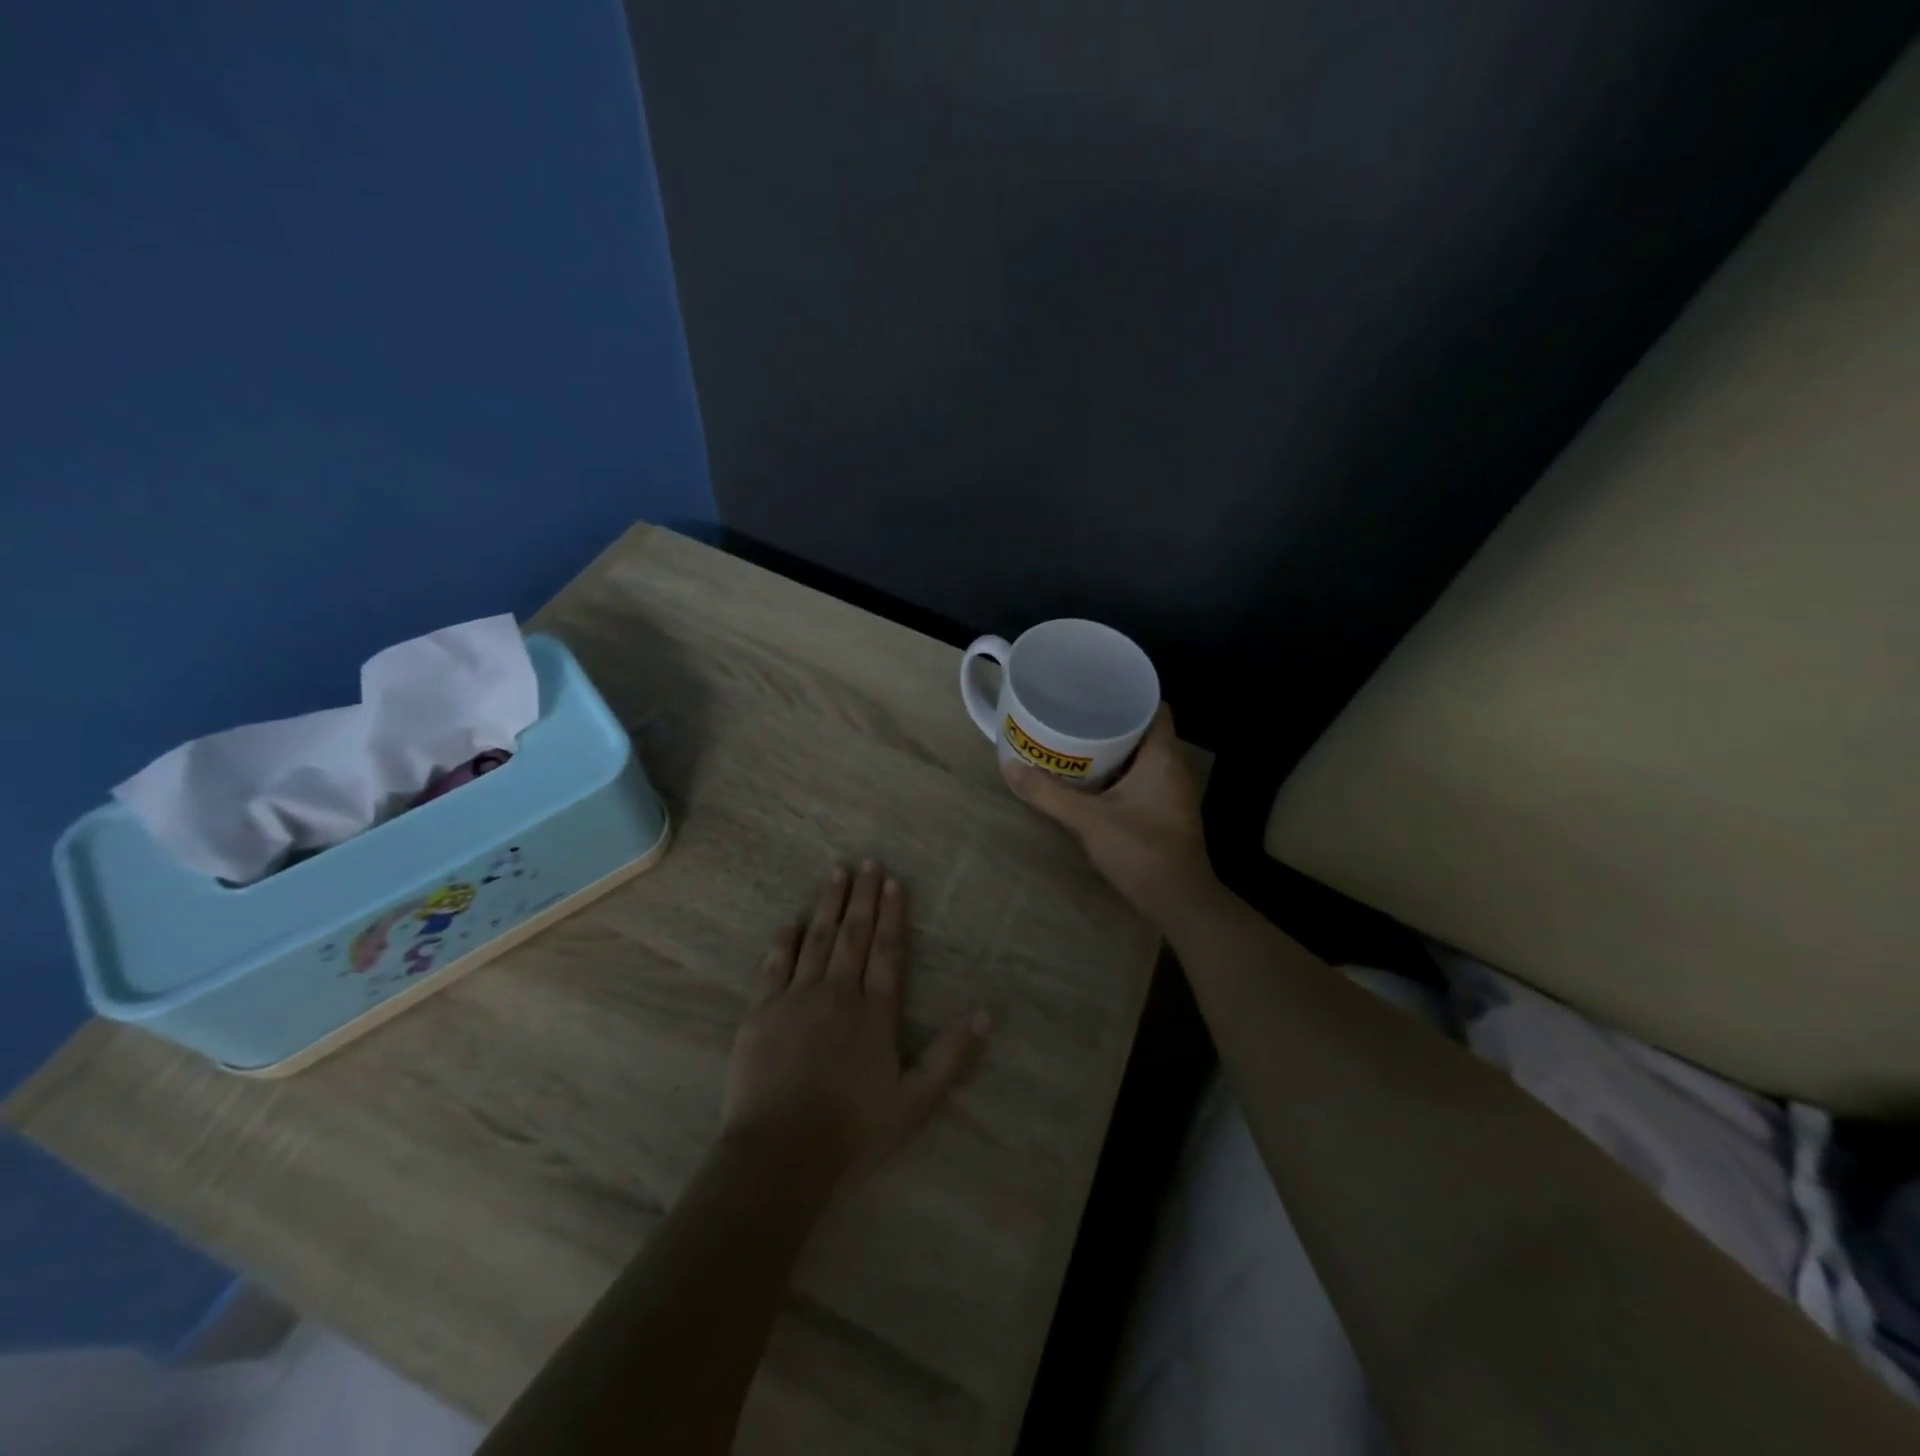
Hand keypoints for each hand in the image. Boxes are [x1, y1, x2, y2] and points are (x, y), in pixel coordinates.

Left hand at [721, 862, 989, 1181]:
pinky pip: (774, 965)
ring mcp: (796, 999)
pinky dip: (784, 940)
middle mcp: (837, 993)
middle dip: (862, 896)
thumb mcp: (916, 1101)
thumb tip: (986, 1012)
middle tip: (867, 861)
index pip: (887, 950)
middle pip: (853, 934)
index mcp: (874, 1012)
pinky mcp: (761, 1013)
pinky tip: (790, 921)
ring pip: (816, 940)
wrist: (781, 1154)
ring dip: (827, 905)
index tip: (893, 881)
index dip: (892, 914)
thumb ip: (951, 1055)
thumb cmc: (854, 1130)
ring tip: (835, 873)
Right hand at [1001, 705, 1215, 926]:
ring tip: (1077, 740)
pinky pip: (1144, 777)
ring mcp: (1174, 791)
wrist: (1180, 902)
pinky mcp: (1168, 811)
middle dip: (1113, 720)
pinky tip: (1093, 779)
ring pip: (1144, 756)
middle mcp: (1174, 767)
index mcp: (1162, 756)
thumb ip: (1047, 794)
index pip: (1154, 706)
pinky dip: (1121, 772)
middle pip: (1146, 729)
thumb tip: (1008, 766)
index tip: (1095, 690)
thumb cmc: (1141, 851)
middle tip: (1075, 714)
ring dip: (1115, 748)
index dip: (1128, 694)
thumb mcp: (1087, 820)